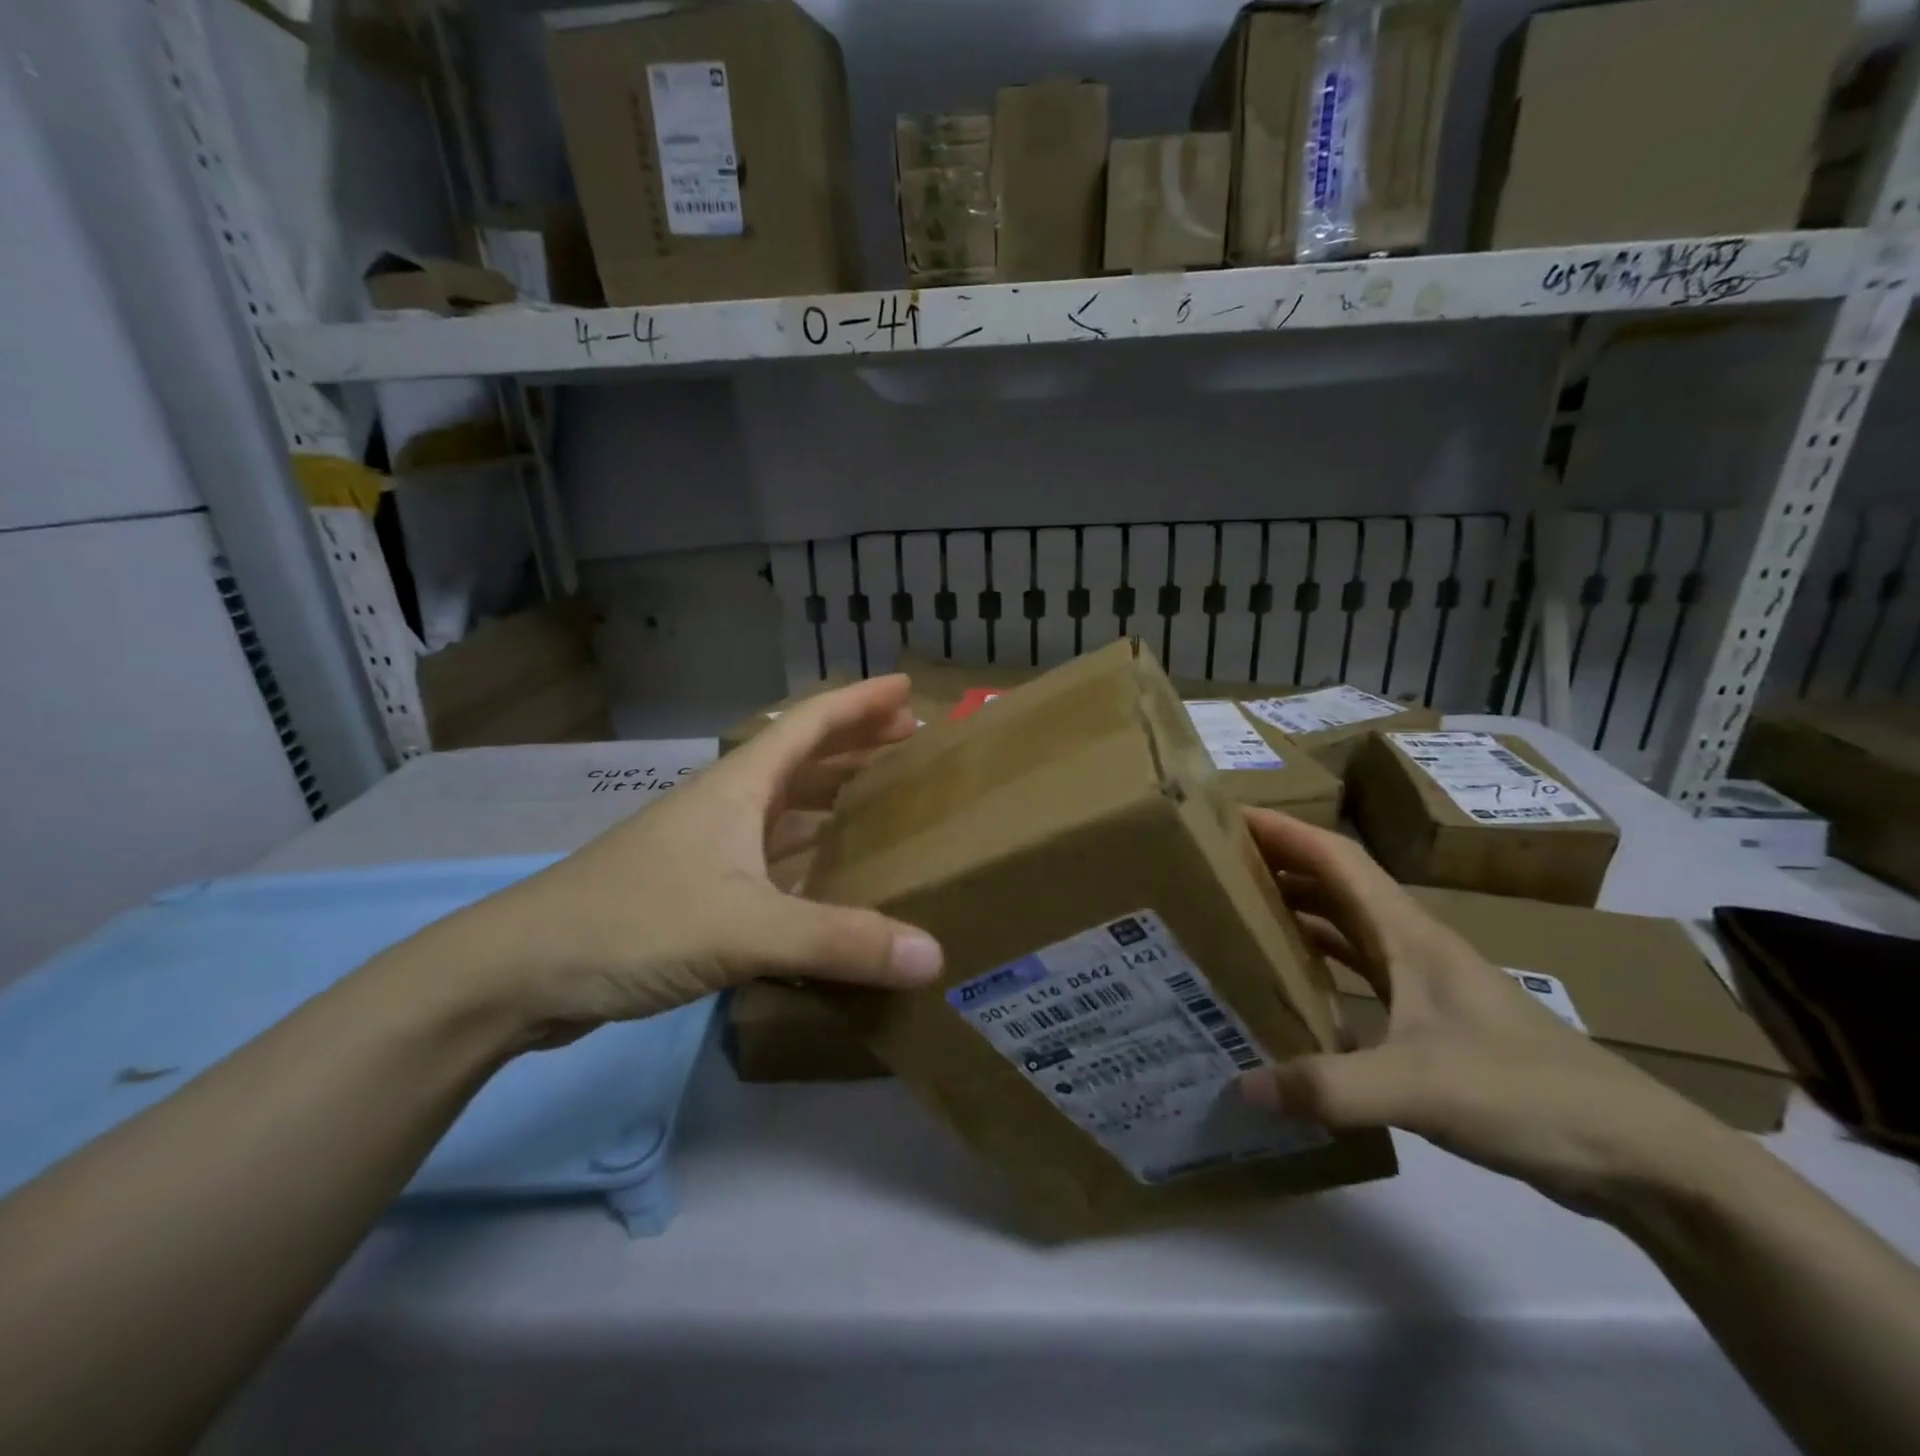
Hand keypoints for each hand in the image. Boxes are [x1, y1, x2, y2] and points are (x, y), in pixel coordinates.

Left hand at [433, 676, 943, 1044]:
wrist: (519, 972)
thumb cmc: (633, 922)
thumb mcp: (745, 928)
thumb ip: (840, 941)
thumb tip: (934, 955)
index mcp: (739, 786)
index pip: (810, 723)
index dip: (860, 702)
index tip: (908, 688)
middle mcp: (727, 805)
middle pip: (803, 758)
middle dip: (857, 745)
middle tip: (912, 745)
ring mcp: (710, 848)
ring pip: (787, 809)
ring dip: (834, 798)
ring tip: (885, 800)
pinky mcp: (699, 889)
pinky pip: (773, 857)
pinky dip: (810, 855)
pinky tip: (833, 875)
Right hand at [1238, 811, 1732, 1215]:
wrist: (1634, 1153)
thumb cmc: (1527, 1093)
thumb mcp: (1418, 1088)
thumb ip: (1326, 1087)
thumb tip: (1239, 1086)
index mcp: (1408, 933)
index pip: (1336, 858)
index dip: (1283, 830)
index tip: (1228, 817)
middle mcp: (1411, 944)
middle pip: (1333, 885)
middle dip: (1277, 866)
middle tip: (1213, 868)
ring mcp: (1422, 983)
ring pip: (1344, 927)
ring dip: (1295, 913)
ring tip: (1237, 916)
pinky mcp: (1429, 1021)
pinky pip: (1357, 973)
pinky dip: (1318, 965)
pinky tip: (1289, 987)